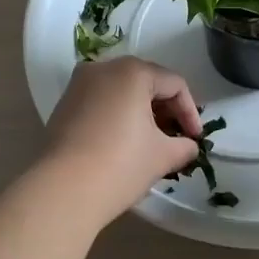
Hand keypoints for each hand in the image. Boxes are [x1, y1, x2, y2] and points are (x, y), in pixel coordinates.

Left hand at [42, 58, 202, 214]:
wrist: (63, 190)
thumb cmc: (120, 165)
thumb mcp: (162, 156)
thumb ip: (183, 145)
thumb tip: (188, 146)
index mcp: (132, 71)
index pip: (174, 84)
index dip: (191, 112)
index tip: (195, 140)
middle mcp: (103, 68)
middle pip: (147, 82)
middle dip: (166, 110)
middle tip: (177, 139)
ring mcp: (79, 85)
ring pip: (122, 91)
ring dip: (142, 113)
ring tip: (152, 143)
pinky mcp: (64, 104)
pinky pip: (101, 102)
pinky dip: (118, 116)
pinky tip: (124, 143)